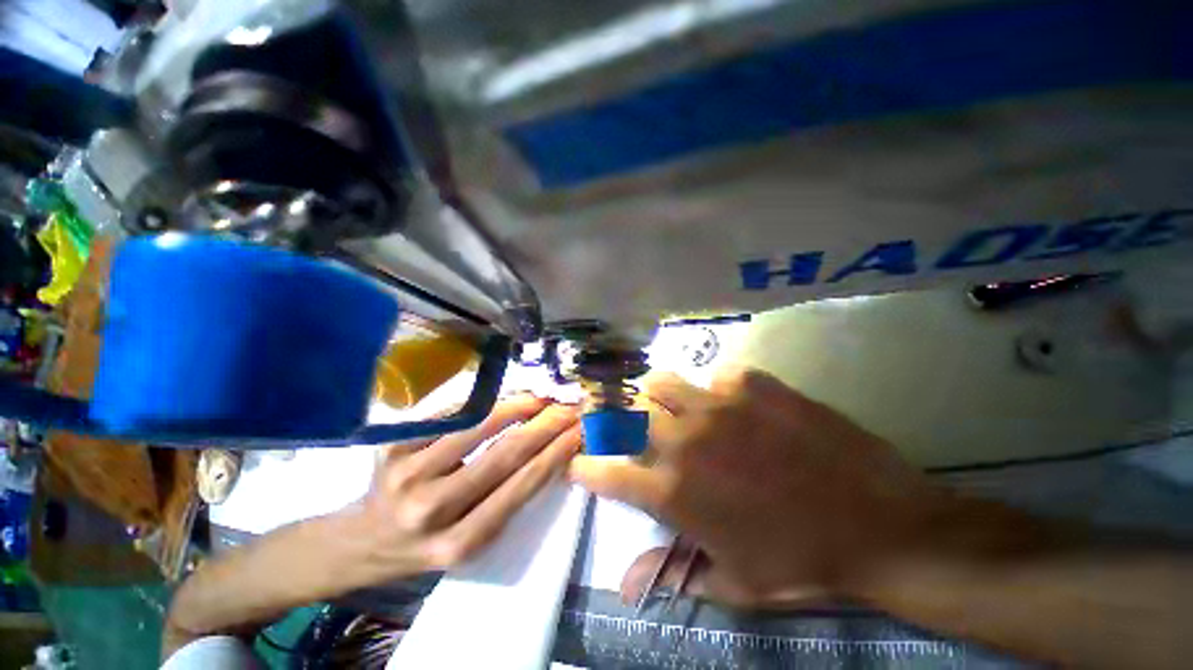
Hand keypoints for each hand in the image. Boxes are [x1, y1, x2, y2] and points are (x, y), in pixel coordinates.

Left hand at [357, 395, 581, 580]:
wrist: (363, 539)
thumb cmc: (429, 542)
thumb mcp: (473, 539)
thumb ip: (510, 499)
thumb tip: (549, 449)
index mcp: (460, 542)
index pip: (521, 486)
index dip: (556, 452)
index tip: (578, 430)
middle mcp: (432, 510)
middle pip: (505, 453)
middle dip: (546, 424)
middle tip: (567, 406)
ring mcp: (407, 473)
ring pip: (479, 425)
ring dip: (518, 406)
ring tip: (540, 397)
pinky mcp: (392, 445)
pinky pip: (452, 413)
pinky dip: (484, 402)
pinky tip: (504, 397)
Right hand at [570, 368, 944, 607]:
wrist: (881, 527)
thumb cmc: (802, 564)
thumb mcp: (735, 583)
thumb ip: (677, 572)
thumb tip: (627, 581)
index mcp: (674, 492)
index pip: (606, 474)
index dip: (586, 468)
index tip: (581, 463)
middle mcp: (685, 440)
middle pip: (627, 411)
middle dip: (621, 418)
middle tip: (636, 426)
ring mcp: (718, 405)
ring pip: (661, 381)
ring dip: (662, 395)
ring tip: (679, 407)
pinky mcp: (753, 384)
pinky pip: (718, 375)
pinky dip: (720, 389)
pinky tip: (740, 406)